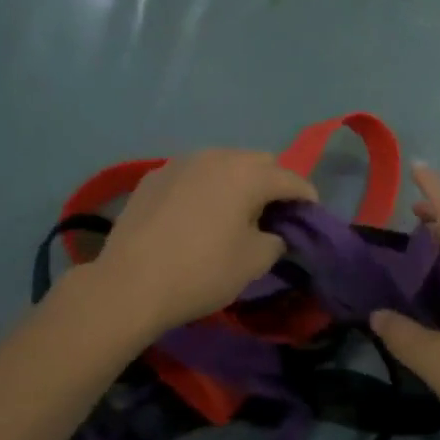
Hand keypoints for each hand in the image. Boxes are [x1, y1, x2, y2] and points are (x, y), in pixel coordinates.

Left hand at [86, 149, 316, 338]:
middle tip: (273, 214)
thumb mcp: (253, 263)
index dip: (307, 197)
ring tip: (234, 212)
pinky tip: (197, 214)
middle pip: (258, 161)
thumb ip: (276, 240)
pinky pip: (192, 174)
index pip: (291, 178)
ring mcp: (180, 162)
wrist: (129, 283)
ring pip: (223, 163)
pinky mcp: (153, 176)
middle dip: (273, 183)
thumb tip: (273, 233)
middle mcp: (216, 156)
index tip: (311, 216)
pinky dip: (205, 187)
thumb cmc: (201, 272)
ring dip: (237, 181)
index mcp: (247, 174)